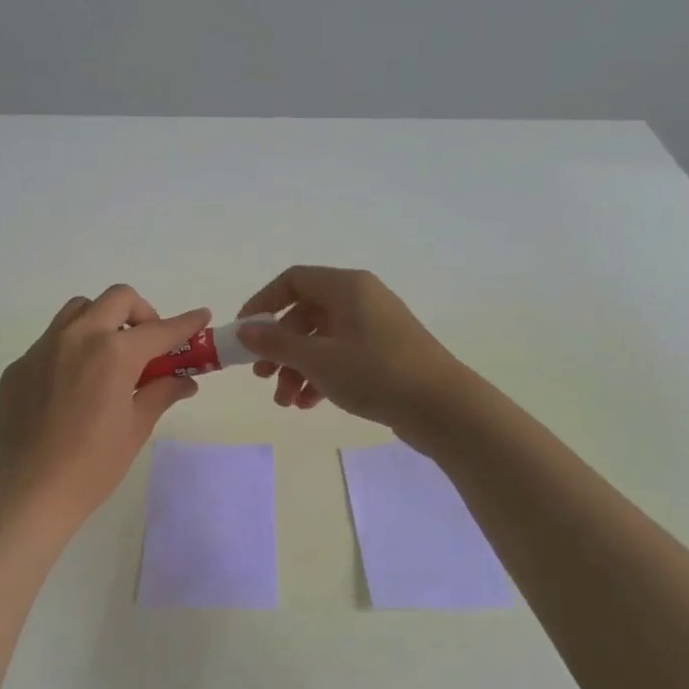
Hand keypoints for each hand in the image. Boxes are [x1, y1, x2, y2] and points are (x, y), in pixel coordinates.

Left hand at [0, 285, 208, 524]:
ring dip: (102, 320)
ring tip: (110, 356)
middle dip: (141, 313)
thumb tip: (184, 381)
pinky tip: (73, 385)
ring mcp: (42, 348)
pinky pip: (51, 340)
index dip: (186, 323)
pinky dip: (72, 348)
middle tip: (148, 344)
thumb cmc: (94, 465)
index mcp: (113, 353)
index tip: (201, 317)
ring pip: (79, 310)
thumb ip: (161, 393)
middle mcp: (77, 337)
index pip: (159, 329)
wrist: (31, 491)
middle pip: (117, 299)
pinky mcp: (20, 365)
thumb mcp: (136, 428)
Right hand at [235, 267, 471, 438]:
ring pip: (322, 340)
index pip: (293, 280)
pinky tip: (309, 404)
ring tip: (286, 402)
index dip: (263, 303)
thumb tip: (244, 329)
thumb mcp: (318, 360)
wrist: (443, 407)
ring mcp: (375, 327)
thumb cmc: (376, 373)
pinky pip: (342, 357)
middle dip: (279, 348)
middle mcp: (361, 299)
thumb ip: (276, 344)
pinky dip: (321, 377)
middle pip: (305, 314)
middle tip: (262, 377)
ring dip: (297, 369)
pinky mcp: (385, 354)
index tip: (244, 332)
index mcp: (346, 287)